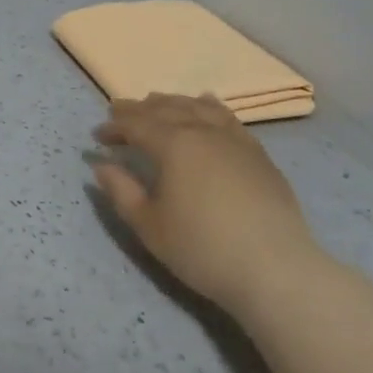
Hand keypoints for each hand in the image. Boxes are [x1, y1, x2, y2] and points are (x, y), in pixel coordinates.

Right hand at [90, 94, 321, 315]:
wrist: (276, 270)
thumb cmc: (203, 249)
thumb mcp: (150, 226)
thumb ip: (121, 192)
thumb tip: (101, 166)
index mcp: (173, 144)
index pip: (136, 125)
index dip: (114, 127)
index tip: (97, 137)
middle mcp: (203, 131)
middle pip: (166, 109)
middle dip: (138, 109)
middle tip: (119, 112)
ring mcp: (235, 139)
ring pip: (197, 107)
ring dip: (172, 102)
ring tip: (157, 104)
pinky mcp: (258, 154)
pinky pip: (227, 117)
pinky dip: (208, 106)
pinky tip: (205, 105)